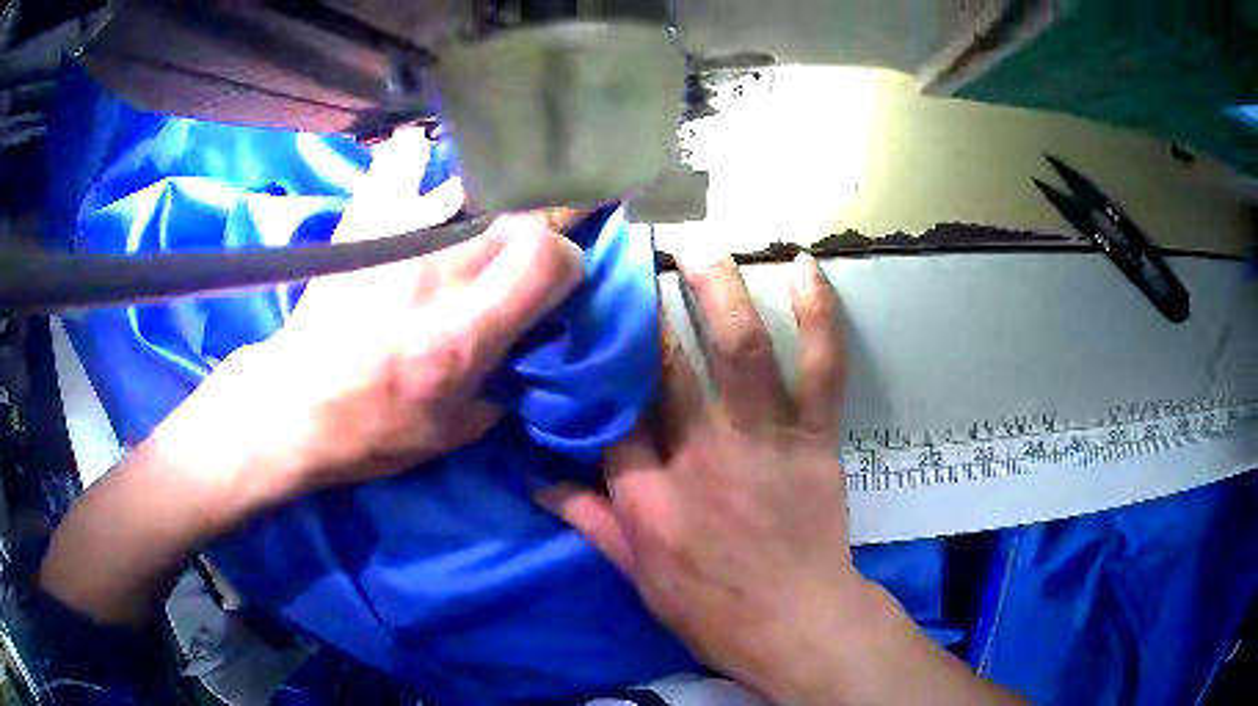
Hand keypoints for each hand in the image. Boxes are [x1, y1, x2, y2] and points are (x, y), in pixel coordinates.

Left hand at [40, 130, 585, 625]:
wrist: (290, 408)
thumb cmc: (370, 431)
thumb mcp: (454, 433)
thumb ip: (506, 384)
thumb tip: (530, 346)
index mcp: (462, 333)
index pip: (548, 257)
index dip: (567, 261)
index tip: (557, 279)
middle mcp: (436, 273)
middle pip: (518, 214)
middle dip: (539, 228)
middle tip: (528, 249)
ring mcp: (394, 240)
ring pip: (473, 188)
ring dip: (493, 203)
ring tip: (488, 219)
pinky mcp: (362, 226)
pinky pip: (397, 166)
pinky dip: (414, 157)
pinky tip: (422, 154)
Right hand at [541, 253, 1019, 704]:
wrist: (795, 623)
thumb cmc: (711, 608)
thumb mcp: (636, 574)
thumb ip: (588, 521)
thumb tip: (537, 482)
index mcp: (646, 493)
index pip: (610, 413)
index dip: (600, 365)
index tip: (594, 325)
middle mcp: (696, 453)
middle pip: (664, 366)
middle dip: (647, 307)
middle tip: (636, 258)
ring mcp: (760, 438)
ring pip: (738, 348)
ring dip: (718, 288)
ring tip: (699, 242)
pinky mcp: (812, 436)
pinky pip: (820, 365)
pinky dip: (818, 314)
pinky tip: (806, 267)